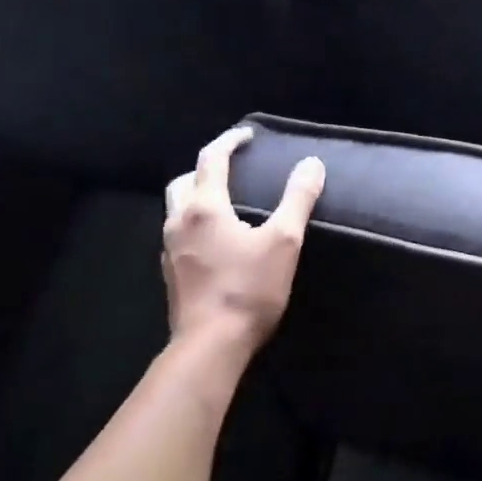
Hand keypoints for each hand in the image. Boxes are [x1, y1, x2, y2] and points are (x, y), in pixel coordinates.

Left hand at [162, 126, 324, 357]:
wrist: (210, 346)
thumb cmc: (249, 289)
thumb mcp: (284, 241)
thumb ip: (298, 199)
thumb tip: (311, 163)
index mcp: (205, 207)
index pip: (212, 158)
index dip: (230, 141)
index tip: (248, 134)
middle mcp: (179, 222)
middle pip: (184, 180)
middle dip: (206, 167)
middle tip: (232, 167)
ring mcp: (170, 250)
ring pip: (176, 208)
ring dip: (196, 195)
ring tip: (225, 201)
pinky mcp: (171, 273)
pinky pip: (179, 234)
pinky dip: (195, 223)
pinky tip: (216, 240)